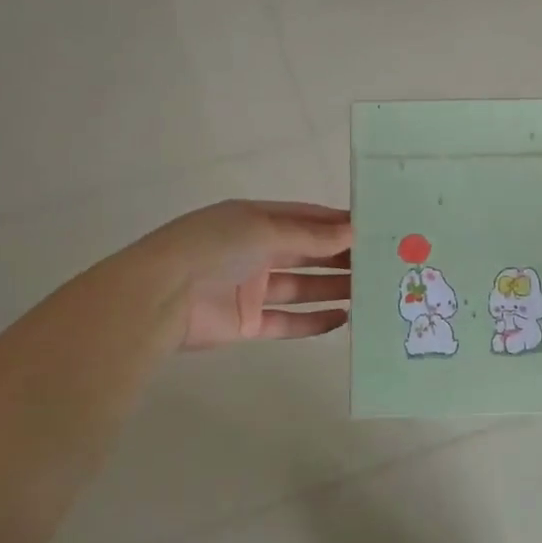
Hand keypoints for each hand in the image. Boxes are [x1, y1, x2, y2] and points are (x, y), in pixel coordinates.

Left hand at [143, 200, 352, 349]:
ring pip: (301, 287)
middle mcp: (255, 252)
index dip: (336, 224)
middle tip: (381, 263)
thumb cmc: (213, 248)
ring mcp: (251, 289)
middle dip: (340, 257)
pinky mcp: (248, 323)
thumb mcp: (263, 230)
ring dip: (333, 288)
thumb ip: (309, 236)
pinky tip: (343, 318)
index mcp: (255, 220)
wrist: (160, 297)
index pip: (305, 219)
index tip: (373, 228)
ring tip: (370, 291)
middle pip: (306, 253)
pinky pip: (287, 321)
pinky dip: (313, 321)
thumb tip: (352, 233)